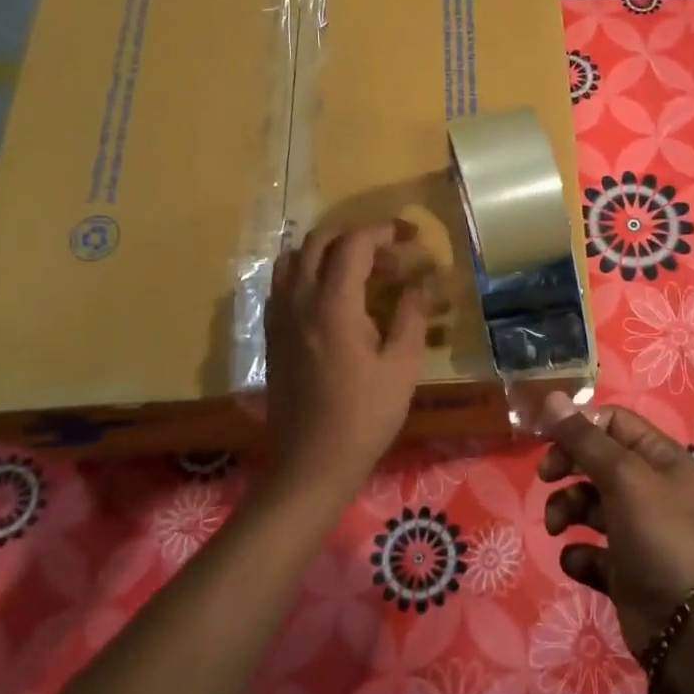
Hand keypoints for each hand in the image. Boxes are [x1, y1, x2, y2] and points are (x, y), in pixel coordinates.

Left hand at [265, 221, 430, 499]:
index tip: (410, 237)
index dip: (384, 231)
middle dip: (358, 236)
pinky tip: (332, 295)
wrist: (313, 461)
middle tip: (390, 252)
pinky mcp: (271, 332)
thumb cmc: (365, 415)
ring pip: (295, 257)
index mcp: (333, 304)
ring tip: (360, 267)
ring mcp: (279, 315)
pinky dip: (307, 271)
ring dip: (329, 250)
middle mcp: (299, 299)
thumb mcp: (402, 365)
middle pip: (320, 240)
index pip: (354, 243)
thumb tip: (422, 282)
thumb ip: (412, 315)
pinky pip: (283, 282)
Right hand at [537, 393, 693, 655]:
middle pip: (595, 461)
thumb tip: (551, 397)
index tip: (548, 440)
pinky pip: (590, 551)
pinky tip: (579, 560)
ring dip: (566, 509)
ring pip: (587, 504)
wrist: (688, 623)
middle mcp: (648, 488)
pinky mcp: (623, 569)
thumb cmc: (659, 534)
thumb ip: (583, 439)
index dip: (580, 426)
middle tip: (547, 478)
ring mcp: (636, 530)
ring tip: (557, 527)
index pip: (612, 422)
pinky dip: (578, 554)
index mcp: (658, 457)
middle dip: (567, 467)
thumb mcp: (622, 476)